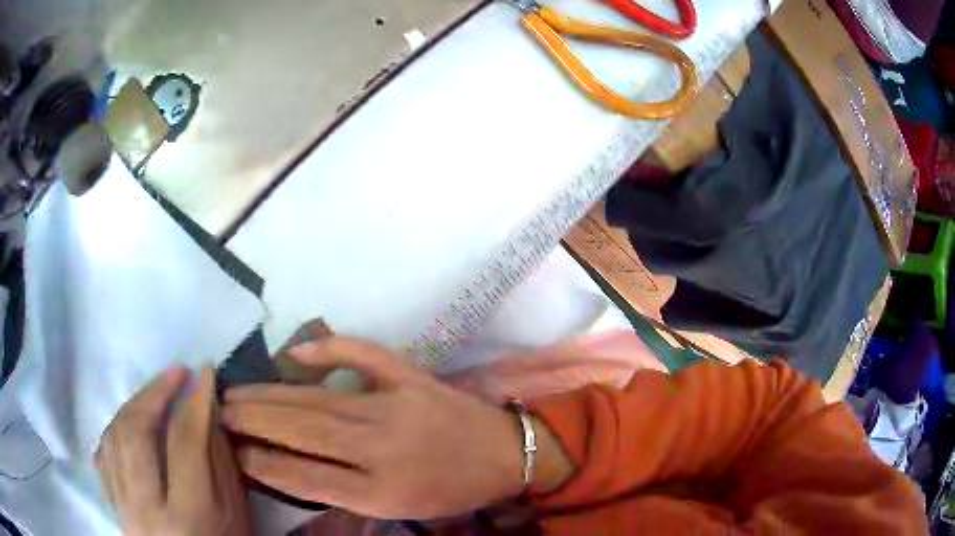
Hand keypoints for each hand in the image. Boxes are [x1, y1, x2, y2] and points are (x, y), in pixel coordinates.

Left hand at [96, 367, 249, 535]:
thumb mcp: (235, 518)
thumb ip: (220, 466)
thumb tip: (207, 412)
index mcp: (188, 517)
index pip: (185, 444)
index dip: (196, 402)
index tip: (206, 372)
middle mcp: (146, 507)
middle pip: (137, 432)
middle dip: (156, 392)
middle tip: (177, 372)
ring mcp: (122, 505)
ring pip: (114, 436)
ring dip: (134, 403)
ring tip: (155, 390)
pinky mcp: (112, 504)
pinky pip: (104, 453)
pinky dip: (116, 427)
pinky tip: (130, 420)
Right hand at [221, 337, 572, 519]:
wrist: (505, 454)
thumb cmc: (450, 489)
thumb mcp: (399, 508)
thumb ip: (346, 493)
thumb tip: (291, 471)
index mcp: (382, 491)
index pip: (305, 478)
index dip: (262, 464)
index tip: (232, 451)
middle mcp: (382, 448)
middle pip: (302, 432)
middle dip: (252, 421)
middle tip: (217, 412)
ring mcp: (395, 406)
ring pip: (318, 400)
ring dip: (270, 394)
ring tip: (234, 392)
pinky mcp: (411, 377)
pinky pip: (364, 356)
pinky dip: (329, 349)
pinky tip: (294, 352)